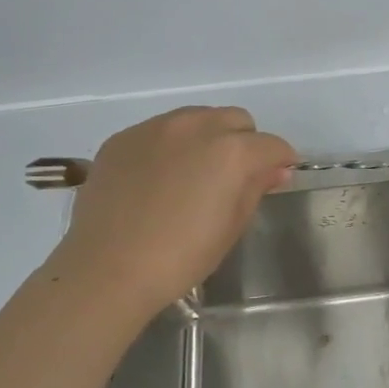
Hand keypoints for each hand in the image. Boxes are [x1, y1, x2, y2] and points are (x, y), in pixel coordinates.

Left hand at [50, 106, 294, 309]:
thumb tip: (276, 170)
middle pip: (236, 120)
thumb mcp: (232, 226)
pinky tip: (160, 178)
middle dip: (245, 142)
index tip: (277, 178)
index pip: (273, 145)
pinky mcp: (124, 138)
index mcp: (232, 151)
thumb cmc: (182, 256)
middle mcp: (196, 126)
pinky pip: (160, 131)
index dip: (281, 162)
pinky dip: (171, 146)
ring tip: (195, 173)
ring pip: (197, 118)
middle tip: (235, 176)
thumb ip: (256, 188)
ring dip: (208, 137)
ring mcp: (155, 128)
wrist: (107, 269)